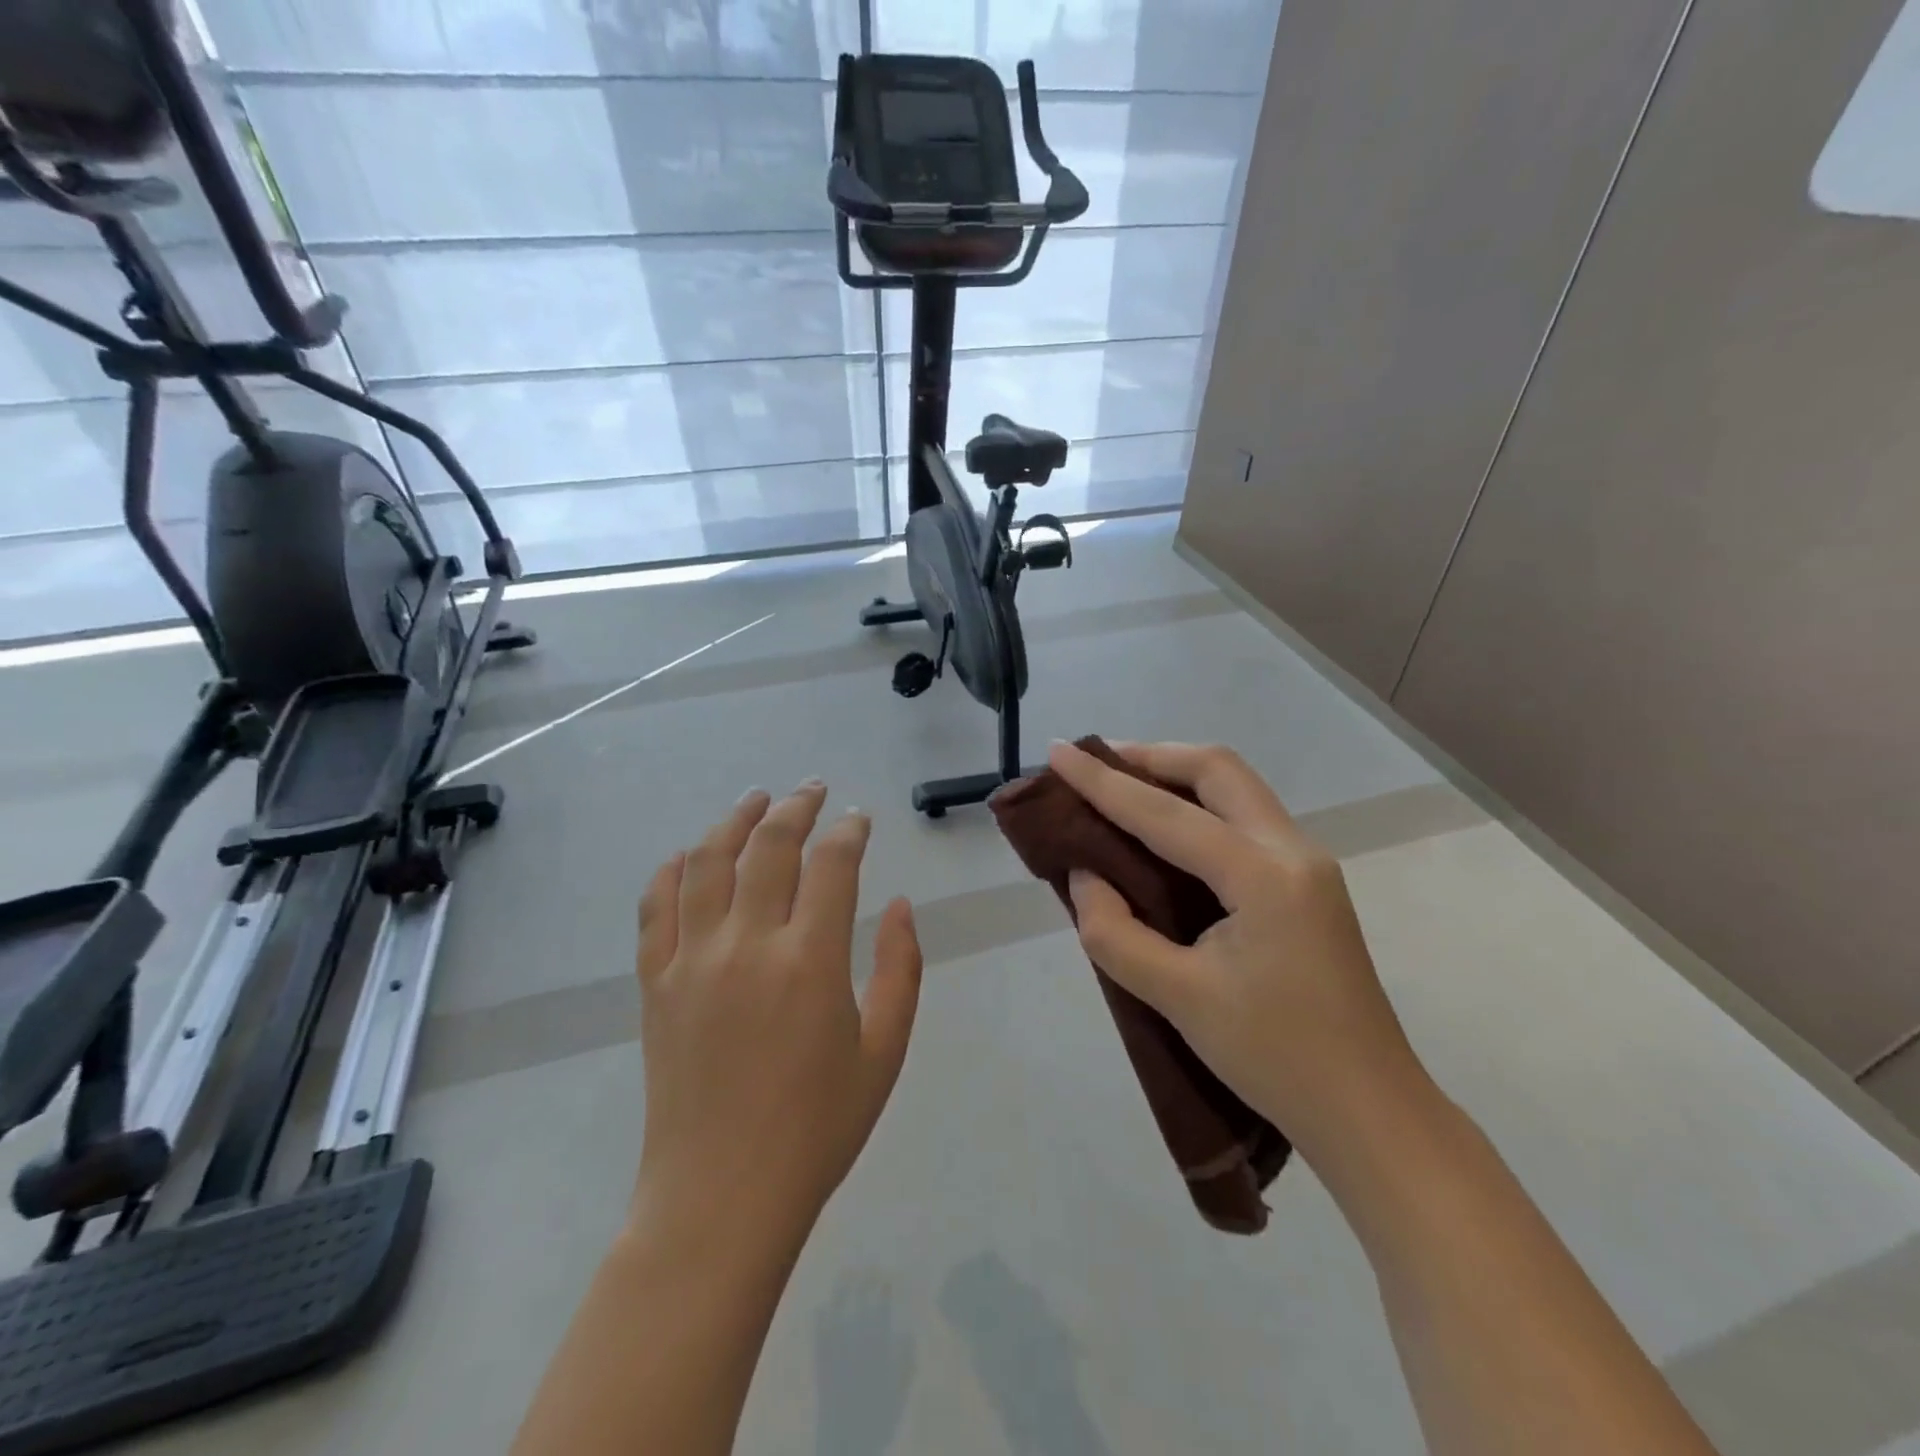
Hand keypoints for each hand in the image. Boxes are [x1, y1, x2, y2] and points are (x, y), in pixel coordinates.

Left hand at [632, 782, 922, 1250]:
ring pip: (707, 862)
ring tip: (755, 799)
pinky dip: (670, 871)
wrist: (721, 1197)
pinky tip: (687, 855)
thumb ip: (901, 970)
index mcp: (810, 961)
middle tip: (812, 790)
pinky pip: (654, 908)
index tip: (859, 819)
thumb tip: (902, 905)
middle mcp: (747, 944)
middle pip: (768, 846)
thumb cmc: (817, 1128)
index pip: (832, 864)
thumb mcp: (884, 1052)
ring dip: (733, 821)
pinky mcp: (655, 983)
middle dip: (796, 807)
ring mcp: (692, 960)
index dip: (849, 830)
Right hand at [1049, 741, 1429, 1155]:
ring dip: (1177, 776)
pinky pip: (1246, 818)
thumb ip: (1115, 932)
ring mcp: (1308, 863)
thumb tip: (1085, 876)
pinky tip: (1166, 828)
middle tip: (1097, 761)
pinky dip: (1199, 806)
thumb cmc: (1274, 1059)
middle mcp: (1293, 850)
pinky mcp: (1307, 882)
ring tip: (1122, 784)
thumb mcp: (1179, 999)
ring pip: (1237, 788)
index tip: (1058, 752)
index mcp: (1263, 876)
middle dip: (1152, 756)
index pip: (1166, 814)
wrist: (1370, 1112)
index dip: (1103, 782)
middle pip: (1218, 770)